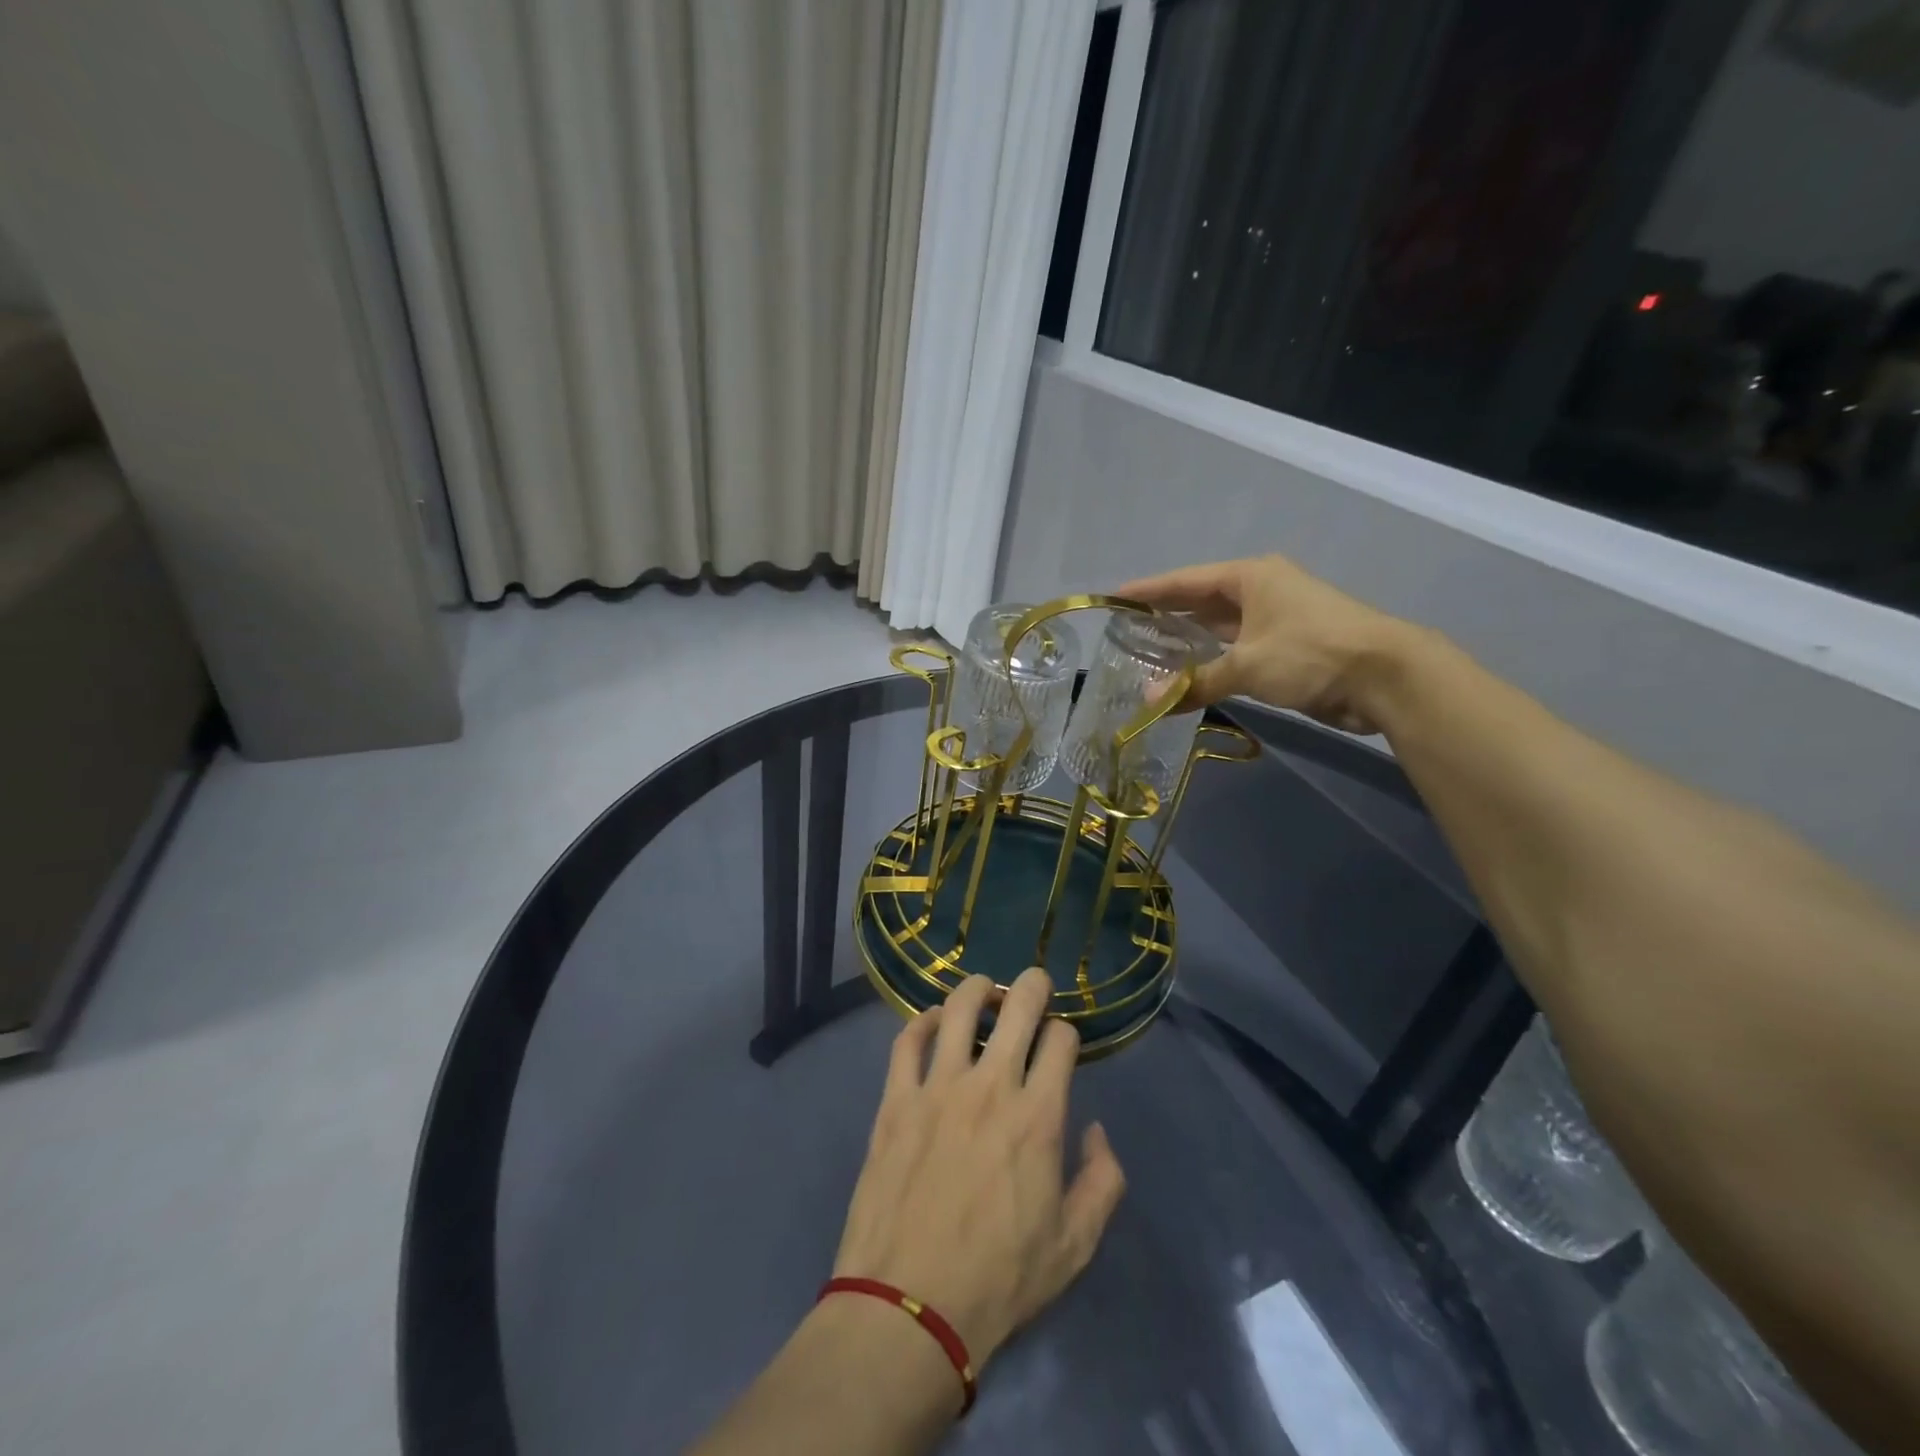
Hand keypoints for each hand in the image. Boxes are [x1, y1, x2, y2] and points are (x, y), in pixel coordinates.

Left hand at [829, 970, 1126, 1369]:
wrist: (908, 1308)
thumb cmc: (999, 1279)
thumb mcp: (1075, 1246)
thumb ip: (1103, 1181)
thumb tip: (1096, 1130)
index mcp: (1038, 1116)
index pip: (1060, 1039)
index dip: (1067, 1032)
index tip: (1062, 1044)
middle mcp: (990, 1086)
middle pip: (1017, 1005)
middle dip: (1033, 985)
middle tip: (1034, 985)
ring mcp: (938, 1087)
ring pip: (959, 1008)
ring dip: (978, 989)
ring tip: (985, 992)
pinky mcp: (896, 1100)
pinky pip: (908, 1040)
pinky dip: (923, 1020)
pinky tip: (934, 1021)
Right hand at [1121, 555, 1410, 732]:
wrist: (1385, 676)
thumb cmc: (1310, 653)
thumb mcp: (1247, 666)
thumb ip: (1197, 682)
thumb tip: (1149, 703)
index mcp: (1250, 577)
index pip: (1186, 581)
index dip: (1149, 590)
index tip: (1114, 597)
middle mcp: (1262, 591)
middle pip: (1202, 601)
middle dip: (1166, 615)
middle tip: (1127, 629)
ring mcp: (1277, 620)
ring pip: (1221, 628)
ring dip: (1190, 642)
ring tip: (1149, 653)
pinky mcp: (1288, 648)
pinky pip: (1238, 651)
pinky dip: (1214, 662)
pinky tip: (1191, 675)